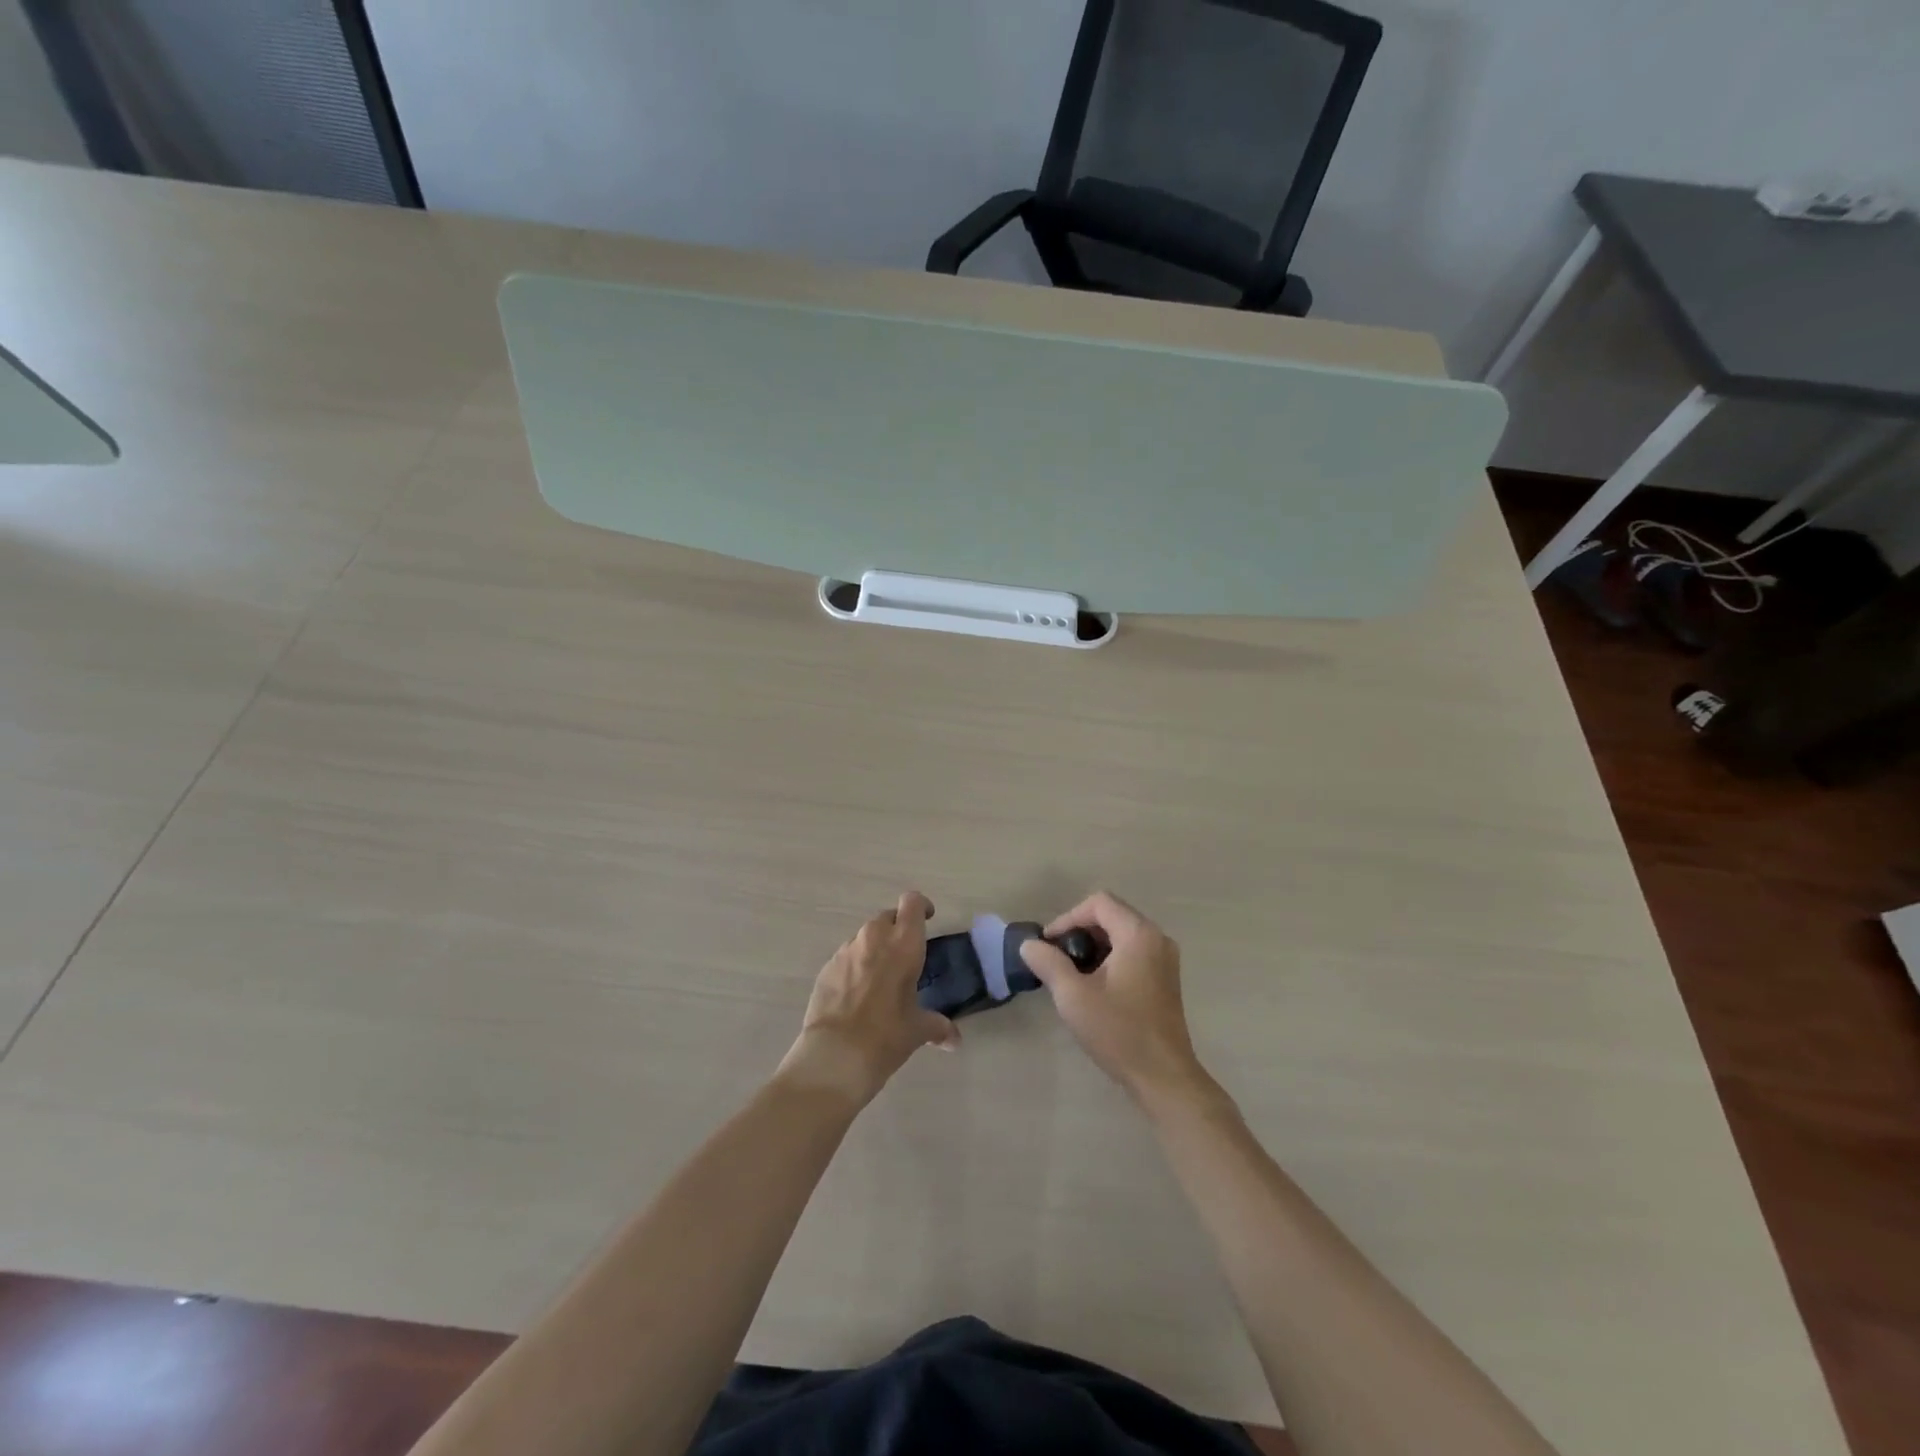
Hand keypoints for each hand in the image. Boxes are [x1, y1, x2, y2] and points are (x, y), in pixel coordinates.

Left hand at [779, 891, 958, 1107]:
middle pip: (888, 916)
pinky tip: (856, 996)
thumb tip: (954, 1040)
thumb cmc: (887, 1035)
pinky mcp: (826, 967)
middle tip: (905, 956)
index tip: (928, 919)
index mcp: (904, 943)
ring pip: (864, 937)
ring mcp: (846, 951)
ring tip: (880, 980)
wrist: (835, 1055)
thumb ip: (938, 1027)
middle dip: (897, 929)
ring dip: (874, 949)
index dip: (921, 906)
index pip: (913, 902)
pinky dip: (854, 967)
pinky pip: (846, 957)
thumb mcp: (918, 1030)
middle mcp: (874, 938)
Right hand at [1020, 891, 1210, 1107]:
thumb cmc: (1119, 1032)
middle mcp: (1157, 938)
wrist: (1163, 1077)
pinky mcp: (1166, 979)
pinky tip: (1094, 986)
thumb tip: (1029, 945)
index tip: (1049, 945)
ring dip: (1093, 946)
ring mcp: (1165, 959)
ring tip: (1071, 973)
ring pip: (1121, 934)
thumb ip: (1049, 963)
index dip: (1068, 918)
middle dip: (1079, 931)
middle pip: (1111, 915)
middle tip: (1056, 958)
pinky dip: (1110, 958)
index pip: (1098, 903)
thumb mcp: (1073, 996)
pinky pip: (1133, 951)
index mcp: (1138, 934)